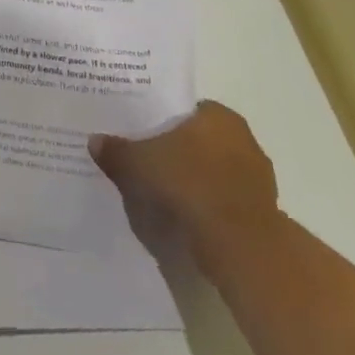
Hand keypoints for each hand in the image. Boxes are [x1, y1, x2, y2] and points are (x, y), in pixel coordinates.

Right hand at [89, 102, 278, 261]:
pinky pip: (224, 198)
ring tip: (162, 190)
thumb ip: (116, 150)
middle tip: (147, 159)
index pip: (185, 109)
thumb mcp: (138, 163)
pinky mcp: (260, 211)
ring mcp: (257, 177)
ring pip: (214, 170)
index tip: (142, 131)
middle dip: (177, 149)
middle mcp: (243, 139)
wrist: (239, 244)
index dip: (161, 119)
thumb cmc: (189, 184)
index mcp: (218, 116)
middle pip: (200, 139)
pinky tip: (184, 214)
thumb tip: (95, 140)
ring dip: (194, 178)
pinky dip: (206, 203)